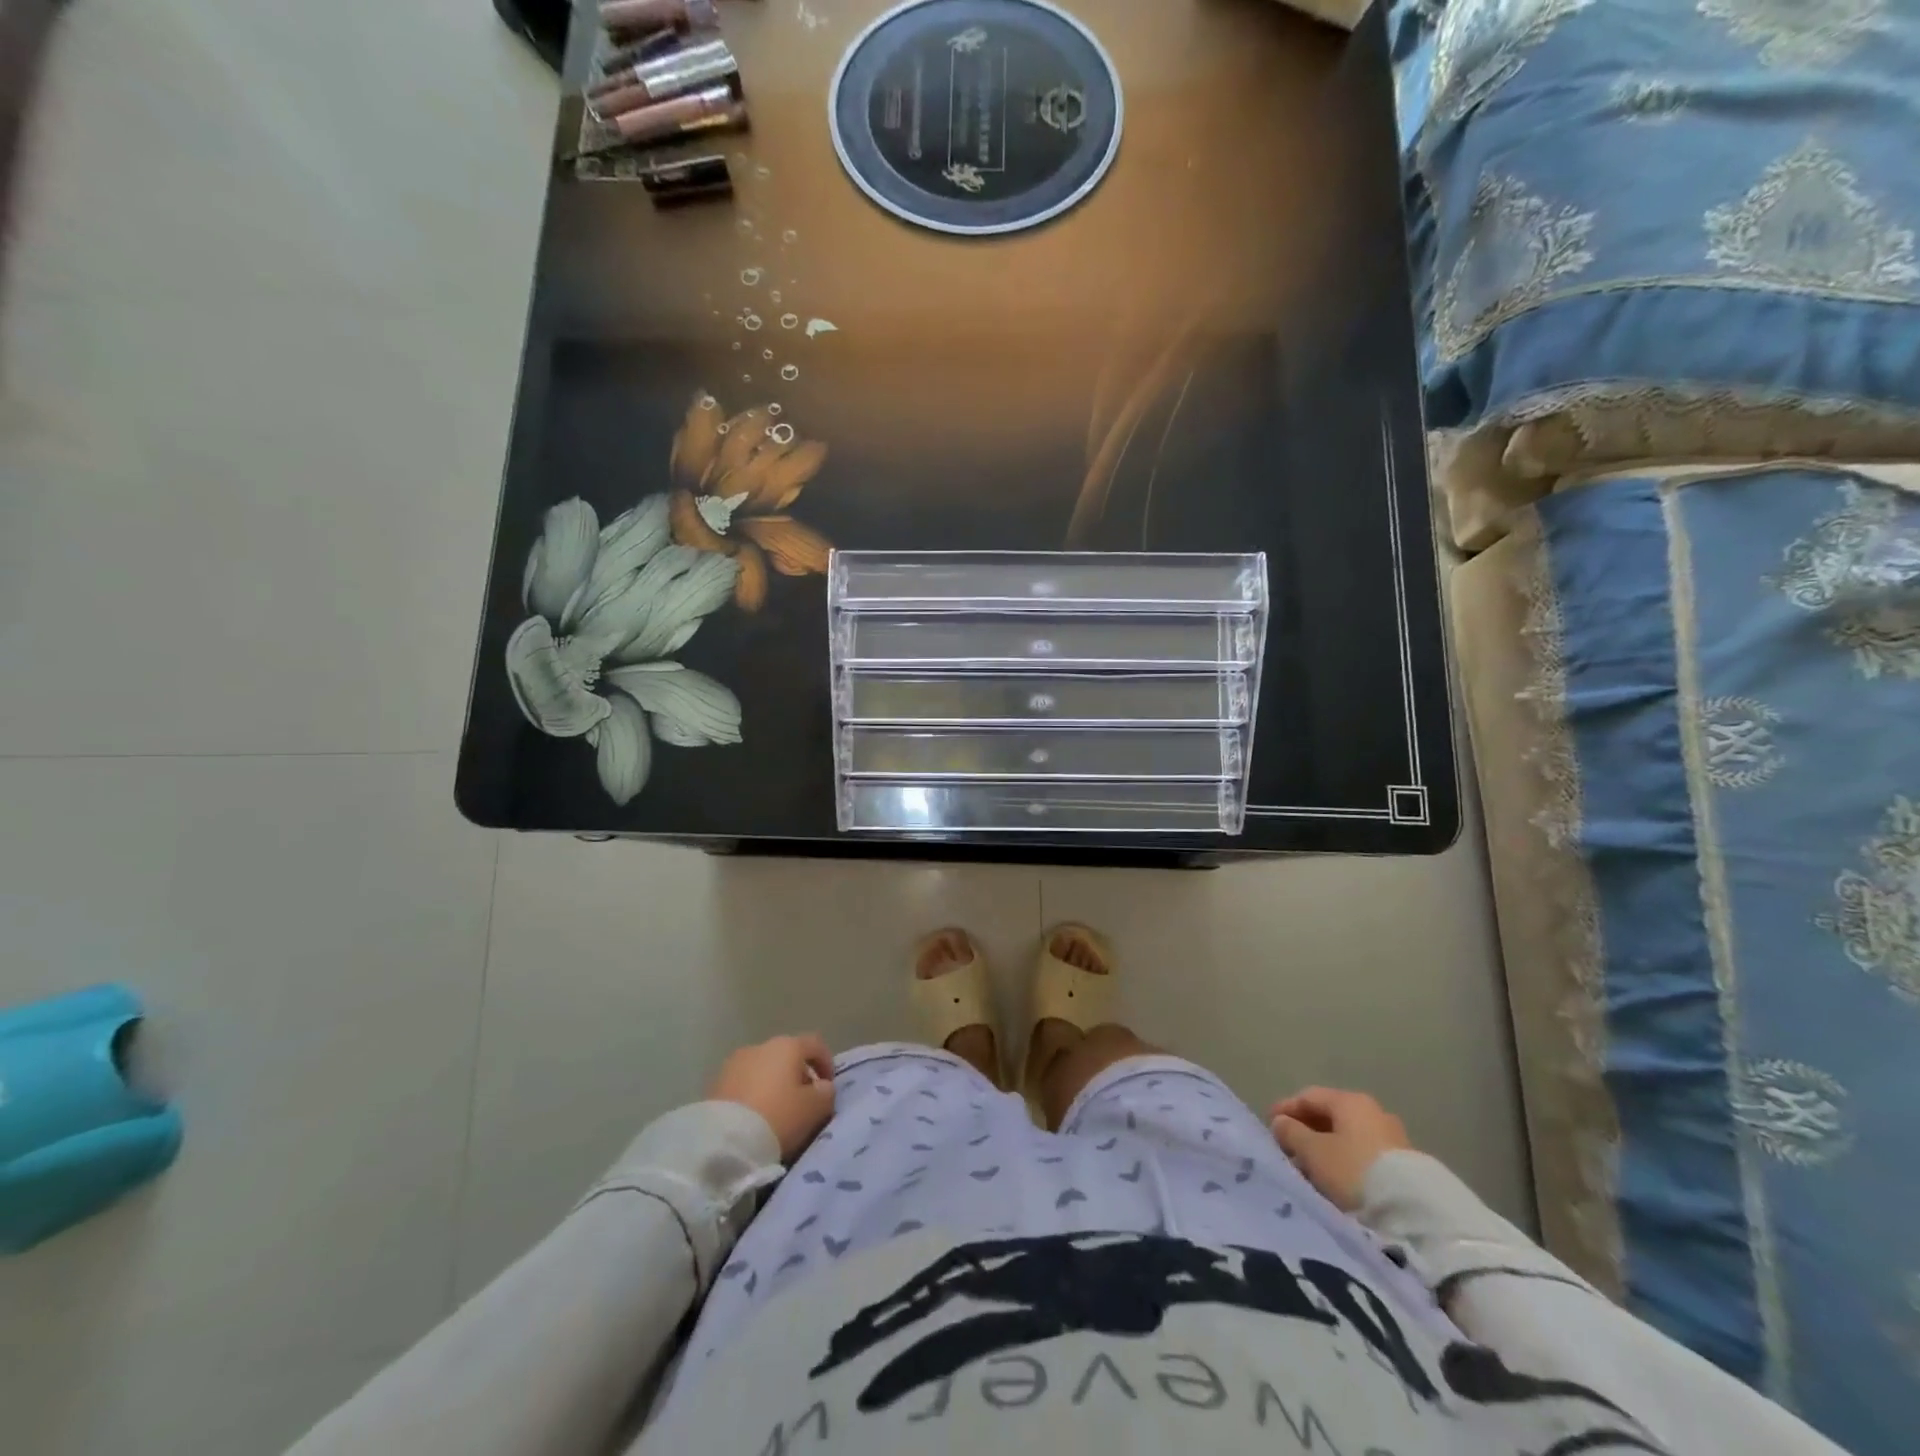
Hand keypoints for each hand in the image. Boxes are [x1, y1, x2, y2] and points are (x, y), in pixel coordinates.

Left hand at [710, 1034, 836, 1161]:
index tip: (828, 1088)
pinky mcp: (715, 1085)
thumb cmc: (778, 1117)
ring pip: (763, 1070)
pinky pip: (744, 1085)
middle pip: (787, 1056)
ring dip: (773, 1086)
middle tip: (803, 1103)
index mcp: (787, 1045)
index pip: (815, 1044)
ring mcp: (734, 1064)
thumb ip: (825, 1093)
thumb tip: (822, 1087)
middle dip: (798, 1076)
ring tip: (777, 1114)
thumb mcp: (815, 1108)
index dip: (826, 1063)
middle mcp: (760, 1046)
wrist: (724, 1142)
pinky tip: (755, 1119)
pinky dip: (753, 1096)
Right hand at [1268, 1086, 1412, 1210]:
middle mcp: (1373, 1112)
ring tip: (1311, 1169)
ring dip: (1327, 1149)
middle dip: (1306, 1131)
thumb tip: (1281, 1122)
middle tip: (1288, 1149)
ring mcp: (1394, 1138)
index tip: (1269, 1125)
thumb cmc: (1354, 1171)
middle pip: (1331, 1116)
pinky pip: (1365, 1156)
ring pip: (1349, 1138)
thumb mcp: (1313, 1151)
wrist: (1415, 1215)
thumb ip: (1291, 1132)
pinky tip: (1338, 1180)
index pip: (1309, 1096)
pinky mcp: (1406, 1166)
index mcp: (1350, 1100)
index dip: (1286, 1108)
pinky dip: (1346, 1162)